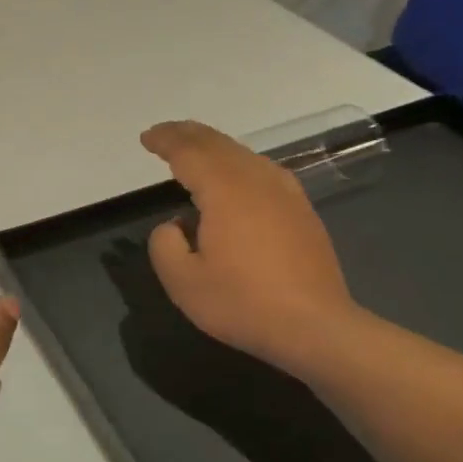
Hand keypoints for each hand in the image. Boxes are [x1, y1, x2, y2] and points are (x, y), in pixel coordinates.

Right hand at [141, 120, 360, 372]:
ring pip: (243, 154)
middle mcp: (257, 180)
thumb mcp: (183, 282)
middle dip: (188, 135)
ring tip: (194, 150)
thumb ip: (164, 244)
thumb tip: (175, 224)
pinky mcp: (301, 210)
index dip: (165, 141)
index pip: (189, 152)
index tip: (146, 138)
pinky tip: (235, 177)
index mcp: (225, 190)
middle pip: (218, 144)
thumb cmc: (243, 303)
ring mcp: (285, 193)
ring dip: (214, 146)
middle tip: (165, 134)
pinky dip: (238, 163)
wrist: (316, 327)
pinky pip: (262, 170)